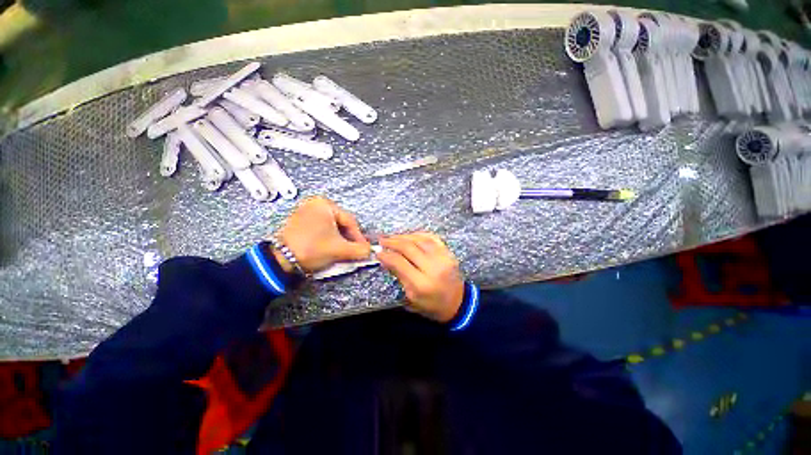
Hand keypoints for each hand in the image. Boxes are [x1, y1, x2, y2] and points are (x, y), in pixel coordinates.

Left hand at [274, 197, 370, 272]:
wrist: (281, 261)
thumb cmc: (312, 249)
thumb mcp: (340, 249)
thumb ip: (360, 250)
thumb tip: (370, 251)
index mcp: (325, 204)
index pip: (350, 221)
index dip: (359, 237)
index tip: (364, 248)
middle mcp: (314, 204)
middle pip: (341, 223)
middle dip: (348, 238)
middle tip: (353, 250)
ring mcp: (304, 211)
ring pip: (331, 226)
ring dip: (339, 239)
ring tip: (342, 251)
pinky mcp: (298, 221)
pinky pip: (320, 228)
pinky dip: (327, 237)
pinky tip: (328, 247)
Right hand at [377, 232, 464, 322]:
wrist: (458, 303)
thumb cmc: (431, 305)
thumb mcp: (411, 298)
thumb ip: (399, 276)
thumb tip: (386, 258)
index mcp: (422, 284)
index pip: (400, 263)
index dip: (387, 255)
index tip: (378, 252)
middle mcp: (433, 268)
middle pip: (409, 248)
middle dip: (393, 242)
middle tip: (382, 241)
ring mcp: (443, 258)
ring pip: (420, 239)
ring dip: (404, 236)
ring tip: (393, 237)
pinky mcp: (449, 253)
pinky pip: (432, 237)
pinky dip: (419, 234)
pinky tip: (410, 235)